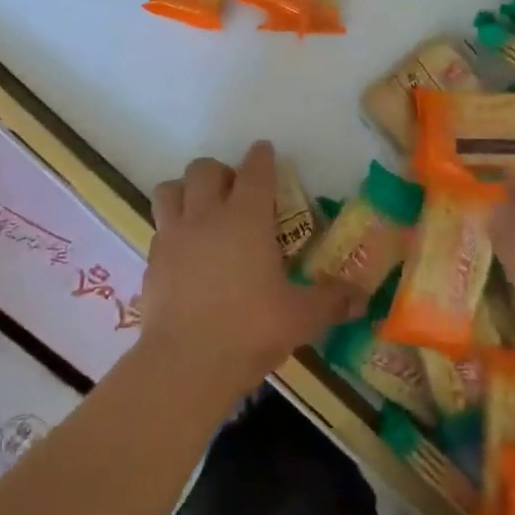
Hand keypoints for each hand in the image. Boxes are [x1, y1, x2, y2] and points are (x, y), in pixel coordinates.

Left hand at [141, 141, 358, 400]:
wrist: (185, 364)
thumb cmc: (250, 330)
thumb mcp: (301, 317)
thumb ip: (332, 301)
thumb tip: (363, 297)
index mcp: (246, 219)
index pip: (254, 171)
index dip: (261, 157)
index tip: (264, 150)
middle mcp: (206, 216)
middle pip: (204, 169)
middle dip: (220, 171)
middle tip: (234, 193)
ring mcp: (173, 236)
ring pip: (169, 189)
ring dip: (185, 190)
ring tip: (201, 211)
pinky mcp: (151, 262)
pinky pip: (159, 228)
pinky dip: (172, 229)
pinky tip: (185, 253)